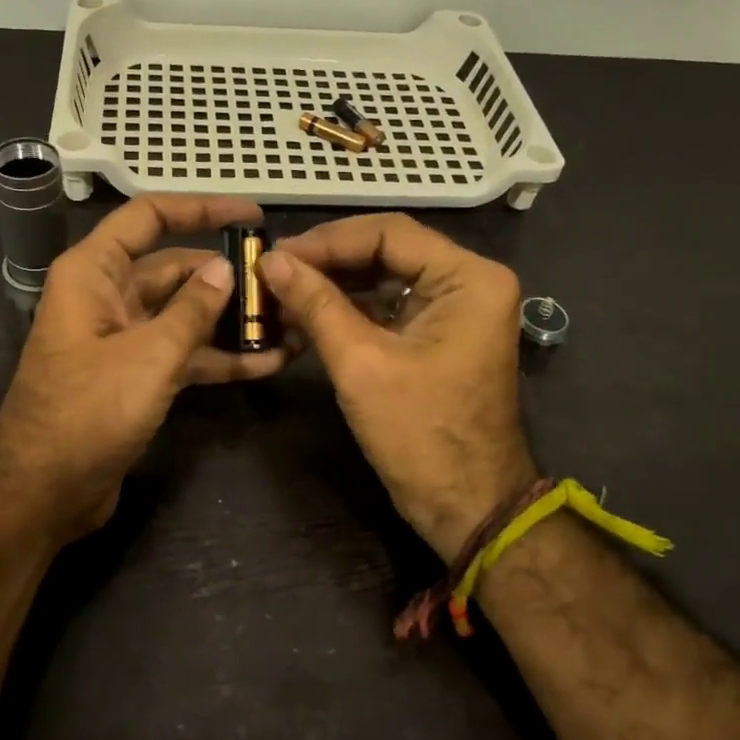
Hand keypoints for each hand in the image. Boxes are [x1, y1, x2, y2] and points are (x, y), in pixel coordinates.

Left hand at [0, 195, 288, 542]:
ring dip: (228, 320)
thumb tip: (224, 268)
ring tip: (287, 322)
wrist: (44, 493)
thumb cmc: (88, 412)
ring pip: (182, 314)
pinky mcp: (134, 377)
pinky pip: (182, 354)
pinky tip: (266, 362)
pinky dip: (217, 357)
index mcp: (93, 273)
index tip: (252, 216)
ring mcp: (121, 339)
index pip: (149, 217)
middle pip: (173, 269)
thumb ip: (192, 309)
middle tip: (282, 281)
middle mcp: (106, 297)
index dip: (201, 209)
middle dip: (225, 275)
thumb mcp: (149, 355)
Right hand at [260, 214, 536, 560]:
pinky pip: (388, 308)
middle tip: (272, 271)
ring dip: (333, 287)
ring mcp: (455, 309)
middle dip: (327, 262)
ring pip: (383, 278)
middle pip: (386, 251)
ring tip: (279, 294)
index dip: (327, 240)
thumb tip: (270, 260)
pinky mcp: (438, 334)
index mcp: (468, 278)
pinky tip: (304, 318)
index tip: (276, 254)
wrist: (467, 506)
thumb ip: (316, 304)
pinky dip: (348, 312)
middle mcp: (468, 282)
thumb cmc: (420, 435)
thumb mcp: (361, 364)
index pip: (388, 233)